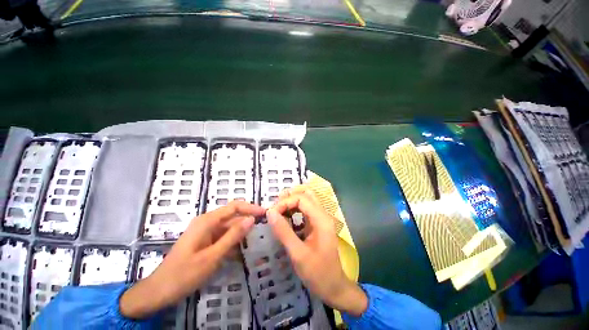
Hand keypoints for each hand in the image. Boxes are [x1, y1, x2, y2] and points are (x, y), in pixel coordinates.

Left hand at [120, 201, 264, 318]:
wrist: (165, 286)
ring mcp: (201, 236)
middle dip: (247, 222)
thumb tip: (251, 219)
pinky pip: (219, 240)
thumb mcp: (212, 256)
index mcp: (205, 222)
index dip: (250, 208)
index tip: (269, 214)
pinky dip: (231, 245)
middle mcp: (203, 224)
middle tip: (269, 230)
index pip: (232, 207)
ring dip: (240, 235)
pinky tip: (241, 253)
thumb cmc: (187, 272)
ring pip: (225, 230)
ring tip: (259, 241)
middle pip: (229, 218)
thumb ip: (232, 237)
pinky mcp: (201, 246)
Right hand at [266, 187, 367, 316]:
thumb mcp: (298, 253)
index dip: (284, 202)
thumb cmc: (317, 272)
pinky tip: (283, 223)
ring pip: (306, 204)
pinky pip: (305, 215)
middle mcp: (323, 218)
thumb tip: (269, 212)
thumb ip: (284, 232)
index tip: (270, 215)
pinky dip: (293, 214)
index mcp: (322, 220)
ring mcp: (321, 224)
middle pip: (306, 196)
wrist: (332, 287)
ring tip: (275, 215)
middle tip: (272, 211)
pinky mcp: (317, 231)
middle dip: (288, 198)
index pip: (302, 198)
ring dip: (290, 205)